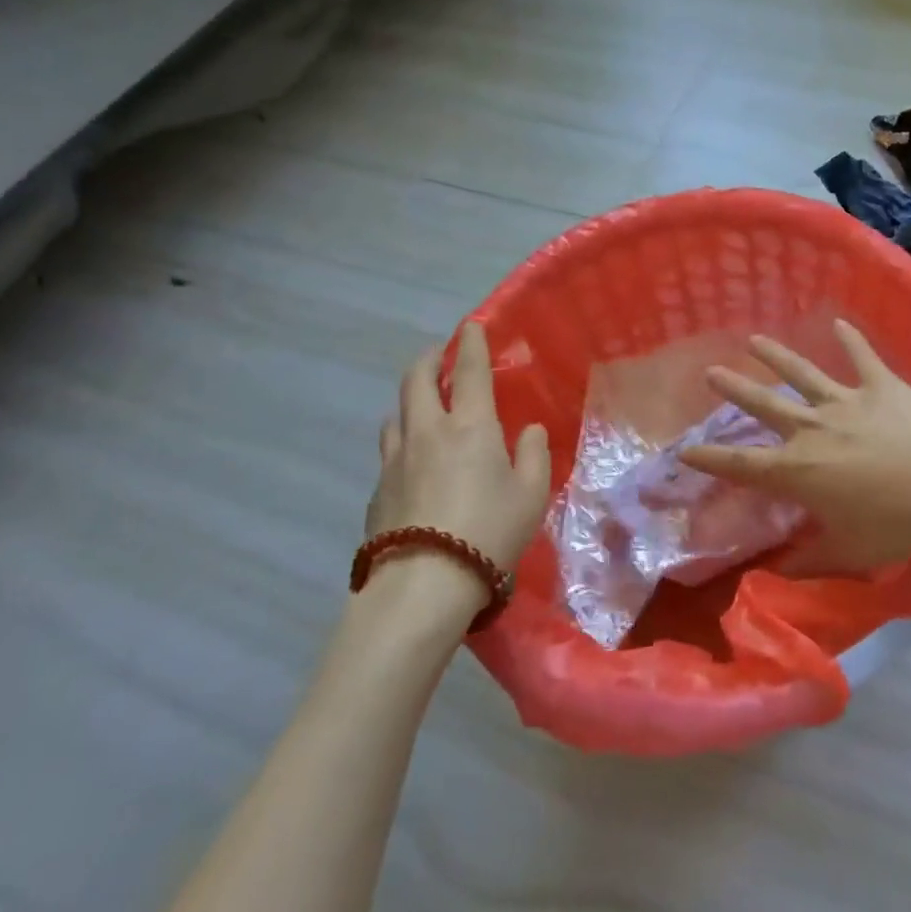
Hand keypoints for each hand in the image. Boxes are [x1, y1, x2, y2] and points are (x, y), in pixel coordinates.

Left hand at [367, 322, 550, 572]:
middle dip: (429, 360)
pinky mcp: (377, 491)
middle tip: (439, 355)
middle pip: (417, 380)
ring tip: (424, 408)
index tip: (470, 327)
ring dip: (411, 401)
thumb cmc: (489, 531)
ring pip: (396, 414)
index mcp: (470, 427)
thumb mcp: (531, 494)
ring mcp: (395, 461)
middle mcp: (427, 432)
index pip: (470, 371)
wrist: (424, 584)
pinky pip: (389, 453)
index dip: (471, 344)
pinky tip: (413, 463)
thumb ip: (533, 454)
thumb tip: (528, 430)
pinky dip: (403, 442)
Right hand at [678, 320, 910, 576]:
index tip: (684, 449)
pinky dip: (851, 340)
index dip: (710, 458)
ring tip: (755, 340)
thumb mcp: (849, 553)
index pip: (742, 465)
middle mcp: (812, 429)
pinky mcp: (880, 386)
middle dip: (735, 389)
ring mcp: (846, 401)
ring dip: (777, 356)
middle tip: (711, 371)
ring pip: (803, 373)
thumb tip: (778, 572)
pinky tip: (840, 322)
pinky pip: (862, 357)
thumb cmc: (895, 523)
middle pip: (764, 405)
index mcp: (799, 470)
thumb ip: (810, 562)